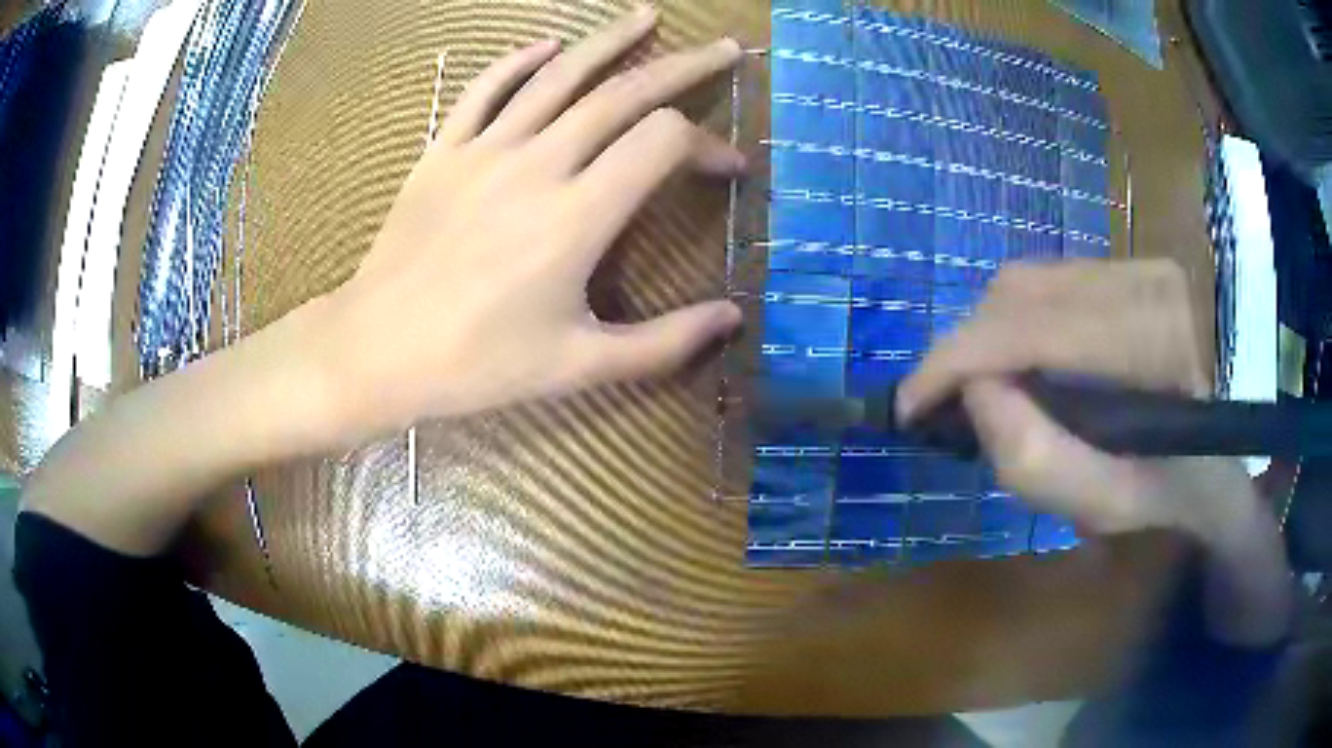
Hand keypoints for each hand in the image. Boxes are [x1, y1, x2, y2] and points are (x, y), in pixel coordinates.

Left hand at [300, 7, 744, 444]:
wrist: (376, 351)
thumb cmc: (476, 365)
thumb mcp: (578, 366)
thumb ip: (663, 343)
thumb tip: (733, 317)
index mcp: (577, 217)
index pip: (663, 143)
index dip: (708, 145)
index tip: (728, 168)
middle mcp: (538, 164)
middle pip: (623, 93)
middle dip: (683, 67)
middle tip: (721, 50)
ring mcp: (484, 150)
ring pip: (559, 74)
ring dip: (611, 40)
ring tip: (648, 15)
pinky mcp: (443, 150)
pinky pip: (486, 89)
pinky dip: (520, 60)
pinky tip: (549, 44)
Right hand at [899, 260, 1255, 543]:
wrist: (1226, 449)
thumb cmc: (1175, 490)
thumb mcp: (1111, 505)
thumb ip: (1039, 460)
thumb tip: (973, 393)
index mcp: (1153, 341)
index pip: (1032, 326)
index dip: (957, 359)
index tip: (911, 405)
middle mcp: (1142, 278)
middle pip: (1019, 292)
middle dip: (966, 348)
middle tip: (945, 406)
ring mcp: (1136, 263)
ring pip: (1027, 280)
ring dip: (990, 334)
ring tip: (983, 387)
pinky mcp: (1128, 264)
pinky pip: (1048, 282)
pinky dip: (1017, 323)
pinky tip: (1022, 362)